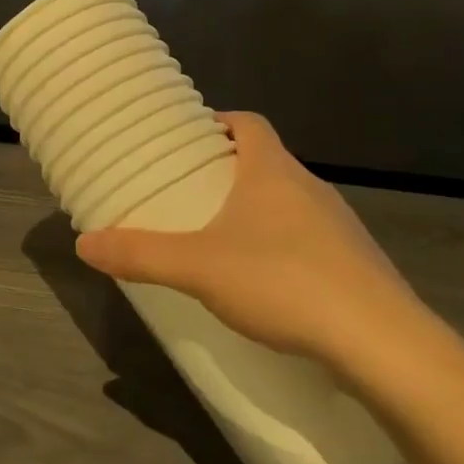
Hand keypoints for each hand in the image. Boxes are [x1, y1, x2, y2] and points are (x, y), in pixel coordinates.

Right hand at [75, 112, 428, 374]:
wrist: (380, 341)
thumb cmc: (282, 282)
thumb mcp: (198, 268)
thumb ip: (140, 255)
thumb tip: (83, 243)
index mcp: (273, 171)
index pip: (249, 123)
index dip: (220, 122)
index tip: (193, 138)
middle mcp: (310, 187)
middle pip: (268, 160)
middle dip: (232, 171)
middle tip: (194, 193)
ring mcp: (340, 225)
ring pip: (291, 201)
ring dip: (260, 210)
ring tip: (225, 239)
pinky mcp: (357, 263)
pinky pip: (312, 239)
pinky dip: (286, 247)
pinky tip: (270, 284)